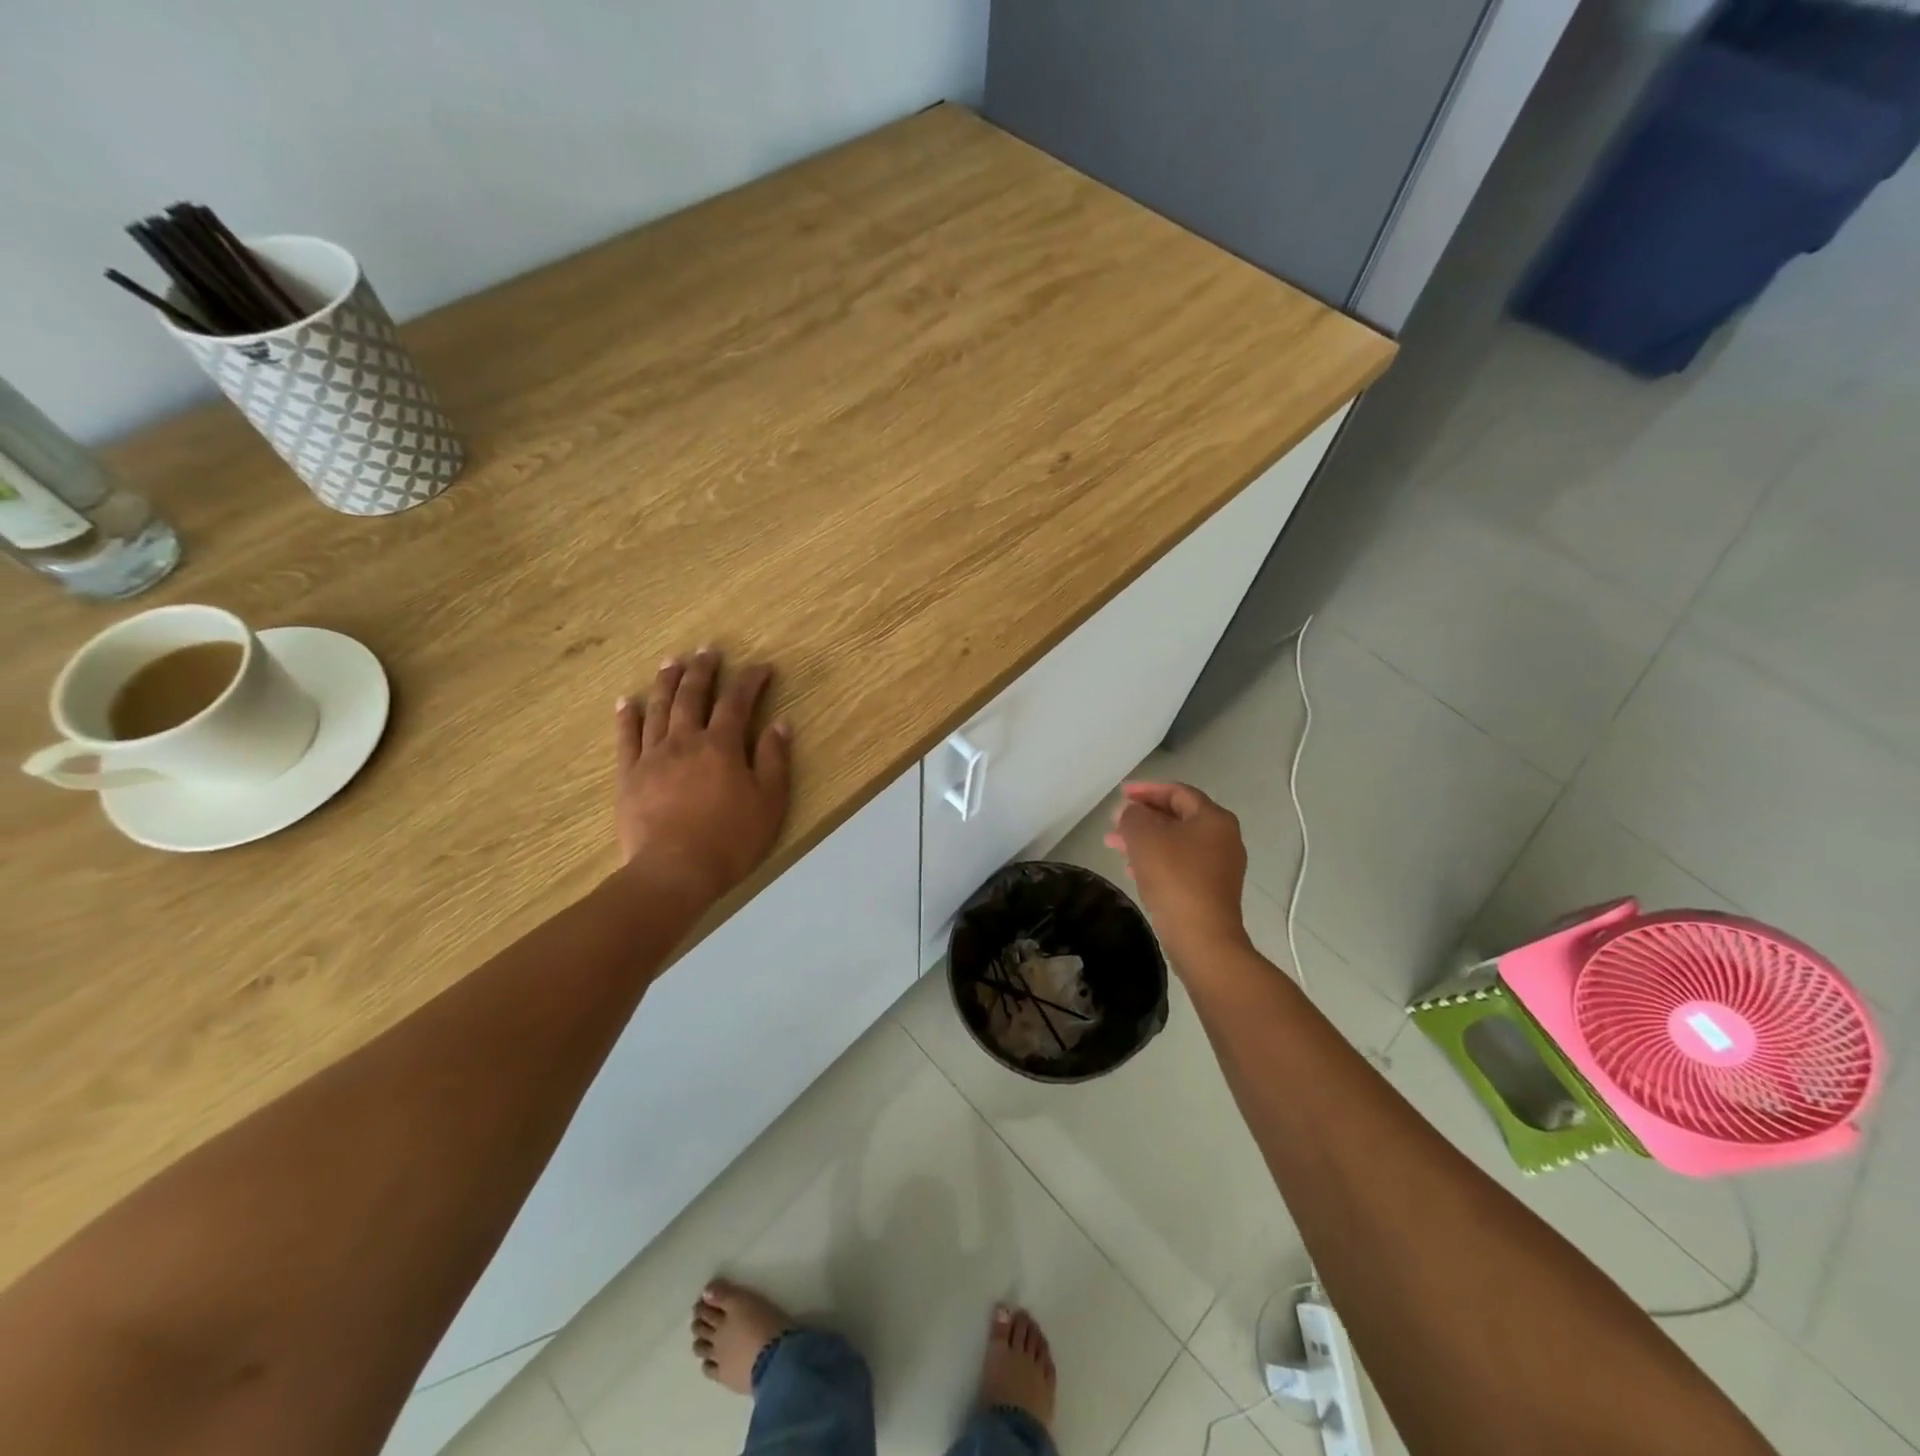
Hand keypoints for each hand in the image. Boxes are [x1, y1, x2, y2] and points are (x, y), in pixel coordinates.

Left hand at [613, 649, 791, 909]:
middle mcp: (685, 741)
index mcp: (721, 746)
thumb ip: (774, 760)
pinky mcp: (629, 775)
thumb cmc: (731, 840)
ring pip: (659, 708)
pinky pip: (626, 737)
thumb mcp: (769, 802)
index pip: (737, 702)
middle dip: (703, 670)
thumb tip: (779, 723)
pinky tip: (627, 700)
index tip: (761, 667)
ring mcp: (653, 756)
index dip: (750, 680)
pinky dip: (627, 716)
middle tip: (708, 650)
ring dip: (667, 682)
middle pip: (693, 696)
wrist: (674, 872)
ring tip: (671, 662)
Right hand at [1105, 782, 1250, 966]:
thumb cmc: (1174, 878)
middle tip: (1114, 822)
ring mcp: (1220, 866)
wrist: (1202, 937)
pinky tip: (1133, 870)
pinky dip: (1156, 861)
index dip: (1147, 790)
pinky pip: (1180, 865)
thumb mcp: (1144, 837)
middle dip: (1142, 818)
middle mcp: (1223, 837)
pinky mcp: (1211, 889)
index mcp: (1213, 818)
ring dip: (1145, 840)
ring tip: (1114, 845)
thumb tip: (1131, 812)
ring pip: (1176, 842)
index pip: (1177, 792)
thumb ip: (1133, 816)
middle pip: (1177, 817)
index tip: (1121, 794)